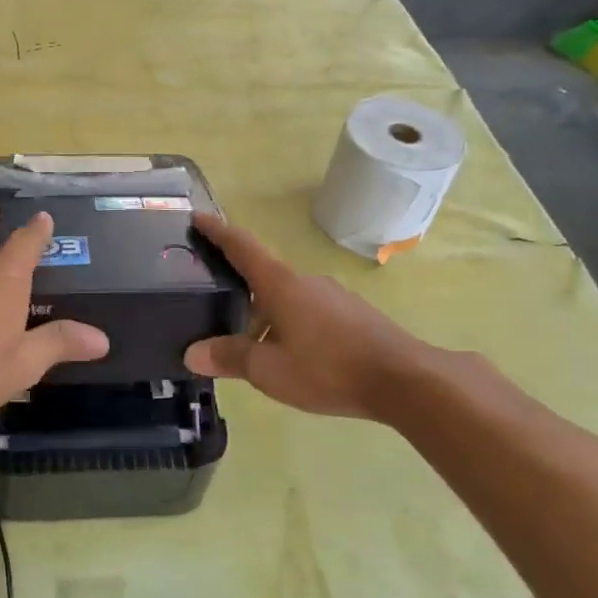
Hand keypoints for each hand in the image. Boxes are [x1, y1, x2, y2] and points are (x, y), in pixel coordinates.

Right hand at [184, 212, 442, 425]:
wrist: (405, 380)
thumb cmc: (328, 368)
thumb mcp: (269, 370)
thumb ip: (230, 358)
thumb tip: (192, 353)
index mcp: (281, 285)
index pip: (242, 247)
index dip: (218, 231)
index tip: (198, 217)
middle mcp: (306, 281)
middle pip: (263, 276)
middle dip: (239, 291)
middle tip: (215, 309)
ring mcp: (333, 296)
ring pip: (287, 299)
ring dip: (265, 316)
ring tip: (251, 347)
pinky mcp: (352, 315)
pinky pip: (308, 312)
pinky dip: (289, 326)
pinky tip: (290, 356)